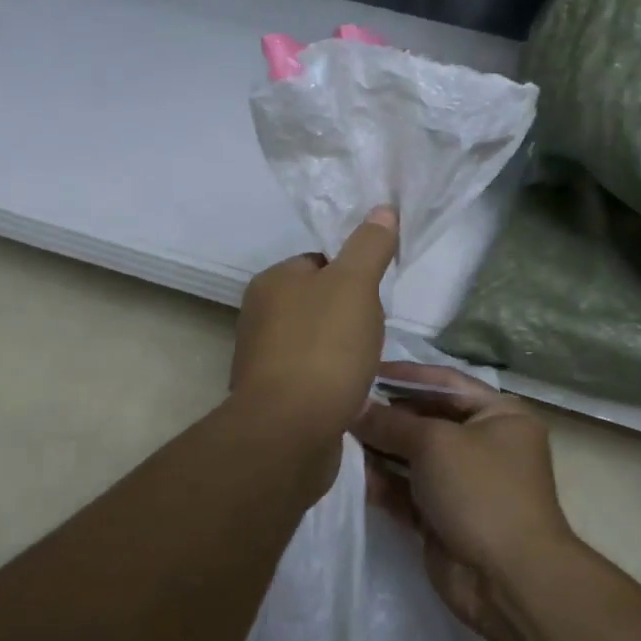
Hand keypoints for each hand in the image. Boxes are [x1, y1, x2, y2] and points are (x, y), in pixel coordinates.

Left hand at [231, 207, 397, 443]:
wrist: (290, 431)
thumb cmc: (323, 348)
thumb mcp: (354, 285)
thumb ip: (369, 247)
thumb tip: (382, 210)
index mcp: (271, 283)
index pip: (318, 263)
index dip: (352, 274)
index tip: (374, 296)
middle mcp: (259, 317)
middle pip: (318, 303)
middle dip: (349, 316)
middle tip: (373, 332)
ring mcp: (262, 359)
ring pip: (316, 341)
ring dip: (342, 351)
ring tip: (363, 365)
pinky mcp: (273, 397)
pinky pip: (311, 376)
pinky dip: (331, 380)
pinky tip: (348, 392)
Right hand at [354, 363, 575, 640]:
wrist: (507, 579)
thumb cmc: (480, 491)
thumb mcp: (435, 443)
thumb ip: (391, 422)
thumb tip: (355, 405)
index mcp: (499, 414)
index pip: (446, 381)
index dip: (406, 375)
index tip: (365, 371)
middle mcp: (484, 443)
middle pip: (426, 419)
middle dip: (387, 415)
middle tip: (342, 407)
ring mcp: (464, 482)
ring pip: (413, 456)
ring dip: (379, 449)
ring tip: (338, 438)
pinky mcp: (443, 516)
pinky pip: (407, 490)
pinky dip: (383, 482)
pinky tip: (351, 474)